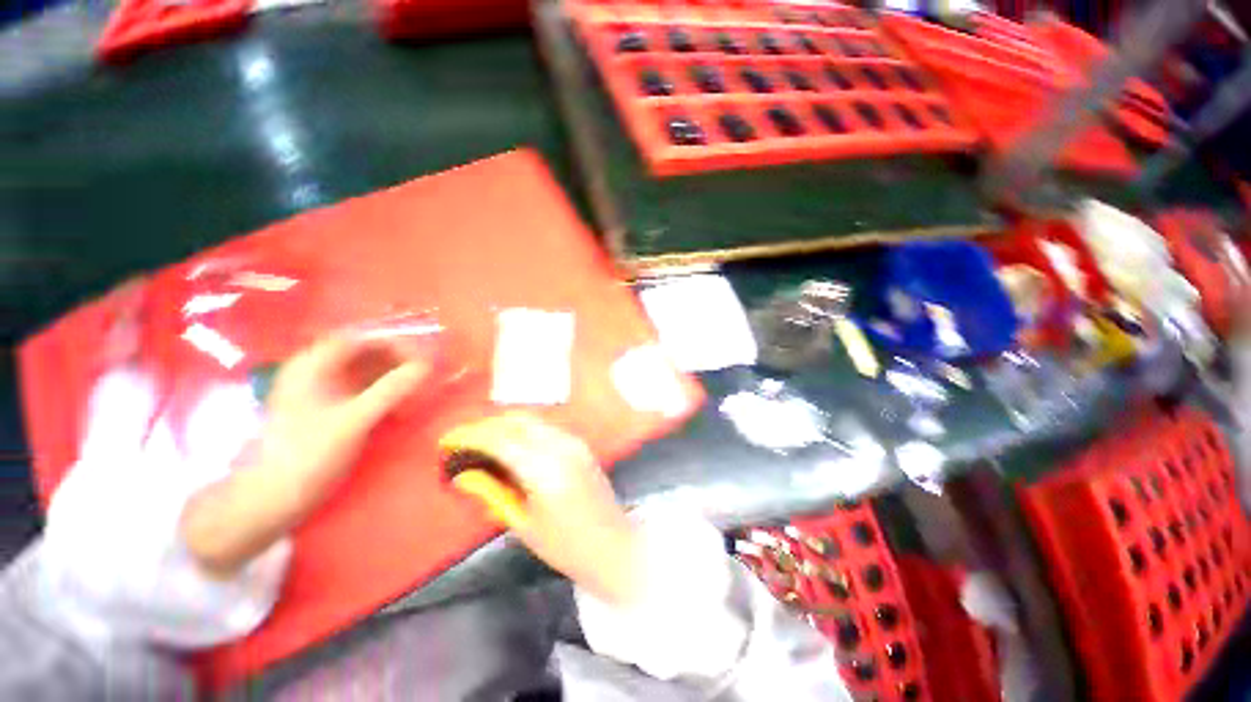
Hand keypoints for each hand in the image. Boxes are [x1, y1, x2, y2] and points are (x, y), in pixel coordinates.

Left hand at [182, 334, 429, 576]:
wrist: (270, 499)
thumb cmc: (308, 454)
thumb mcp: (353, 421)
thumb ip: (391, 390)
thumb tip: (427, 366)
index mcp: (313, 365)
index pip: (359, 338)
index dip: (393, 342)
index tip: (422, 357)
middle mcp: (316, 372)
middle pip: (363, 354)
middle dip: (396, 361)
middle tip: (424, 376)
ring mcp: (321, 392)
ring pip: (364, 373)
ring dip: (392, 379)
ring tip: (416, 393)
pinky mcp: (327, 411)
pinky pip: (361, 392)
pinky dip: (383, 395)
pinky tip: (398, 409)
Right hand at [449, 414, 645, 605]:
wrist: (613, 545)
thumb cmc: (565, 546)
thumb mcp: (523, 523)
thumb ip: (493, 493)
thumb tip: (463, 476)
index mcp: (544, 469)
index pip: (501, 440)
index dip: (471, 436)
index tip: (448, 441)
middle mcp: (561, 447)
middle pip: (517, 421)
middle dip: (487, 426)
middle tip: (464, 441)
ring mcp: (574, 442)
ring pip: (533, 421)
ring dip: (505, 425)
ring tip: (483, 443)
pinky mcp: (581, 445)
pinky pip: (546, 428)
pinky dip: (524, 430)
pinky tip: (512, 446)